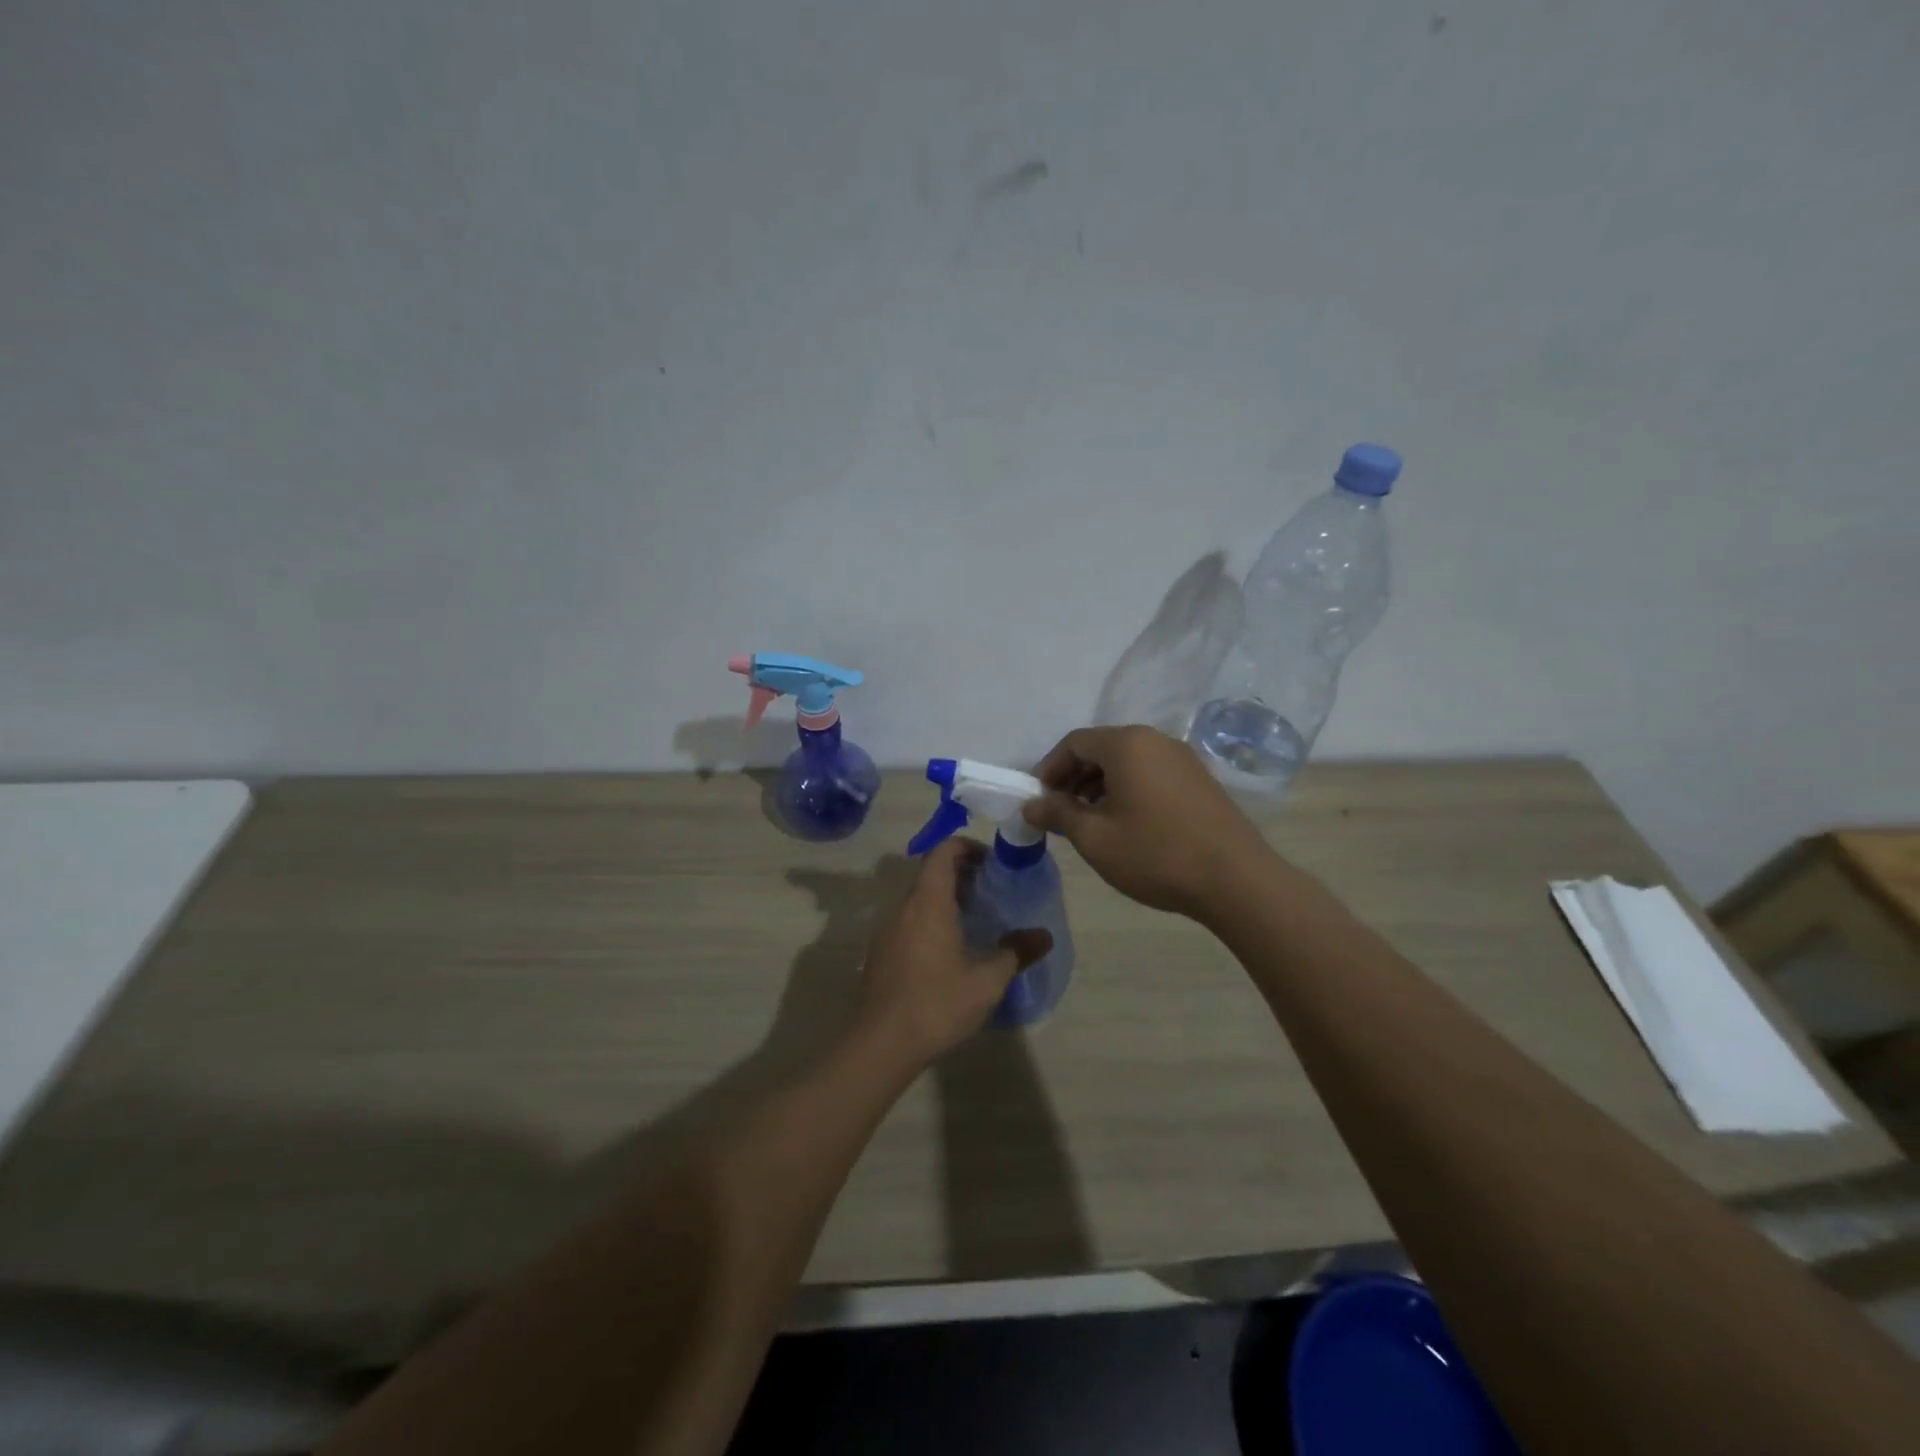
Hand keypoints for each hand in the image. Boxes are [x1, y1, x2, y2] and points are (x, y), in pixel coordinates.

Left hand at [856, 839, 1052, 1065]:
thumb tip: (1044, 936)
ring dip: (943, 897)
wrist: (882, 1042)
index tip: (992, 862)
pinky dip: (928, 918)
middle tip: (990, 891)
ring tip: (973, 919)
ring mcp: (887, 928)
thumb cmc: (938, 1003)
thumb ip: (1016, 952)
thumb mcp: (987, 980)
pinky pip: (907, 919)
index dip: (968, 847)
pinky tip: (947, 949)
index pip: (943, 851)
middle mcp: (903, 906)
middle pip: (930, 872)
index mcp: (928, 901)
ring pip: (917, 897)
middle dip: (960, 873)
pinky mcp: (880, 951)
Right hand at [1023, 725, 1276, 920]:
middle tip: (1059, 812)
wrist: (1235, 880)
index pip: (1074, 743)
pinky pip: (1150, 773)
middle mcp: (1155, 740)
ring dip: (1099, 785)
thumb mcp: (1095, 838)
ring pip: (1127, 762)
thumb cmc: (1155, 854)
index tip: (1038, 800)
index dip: (1049, 769)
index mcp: (1127, 744)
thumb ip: (1058, 814)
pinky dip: (1127, 789)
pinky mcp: (1199, 779)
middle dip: (1073, 777)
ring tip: (1089, 821)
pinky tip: (1125, 823)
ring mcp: (1182, 758)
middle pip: (1101, 748)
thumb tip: (1031, 804)